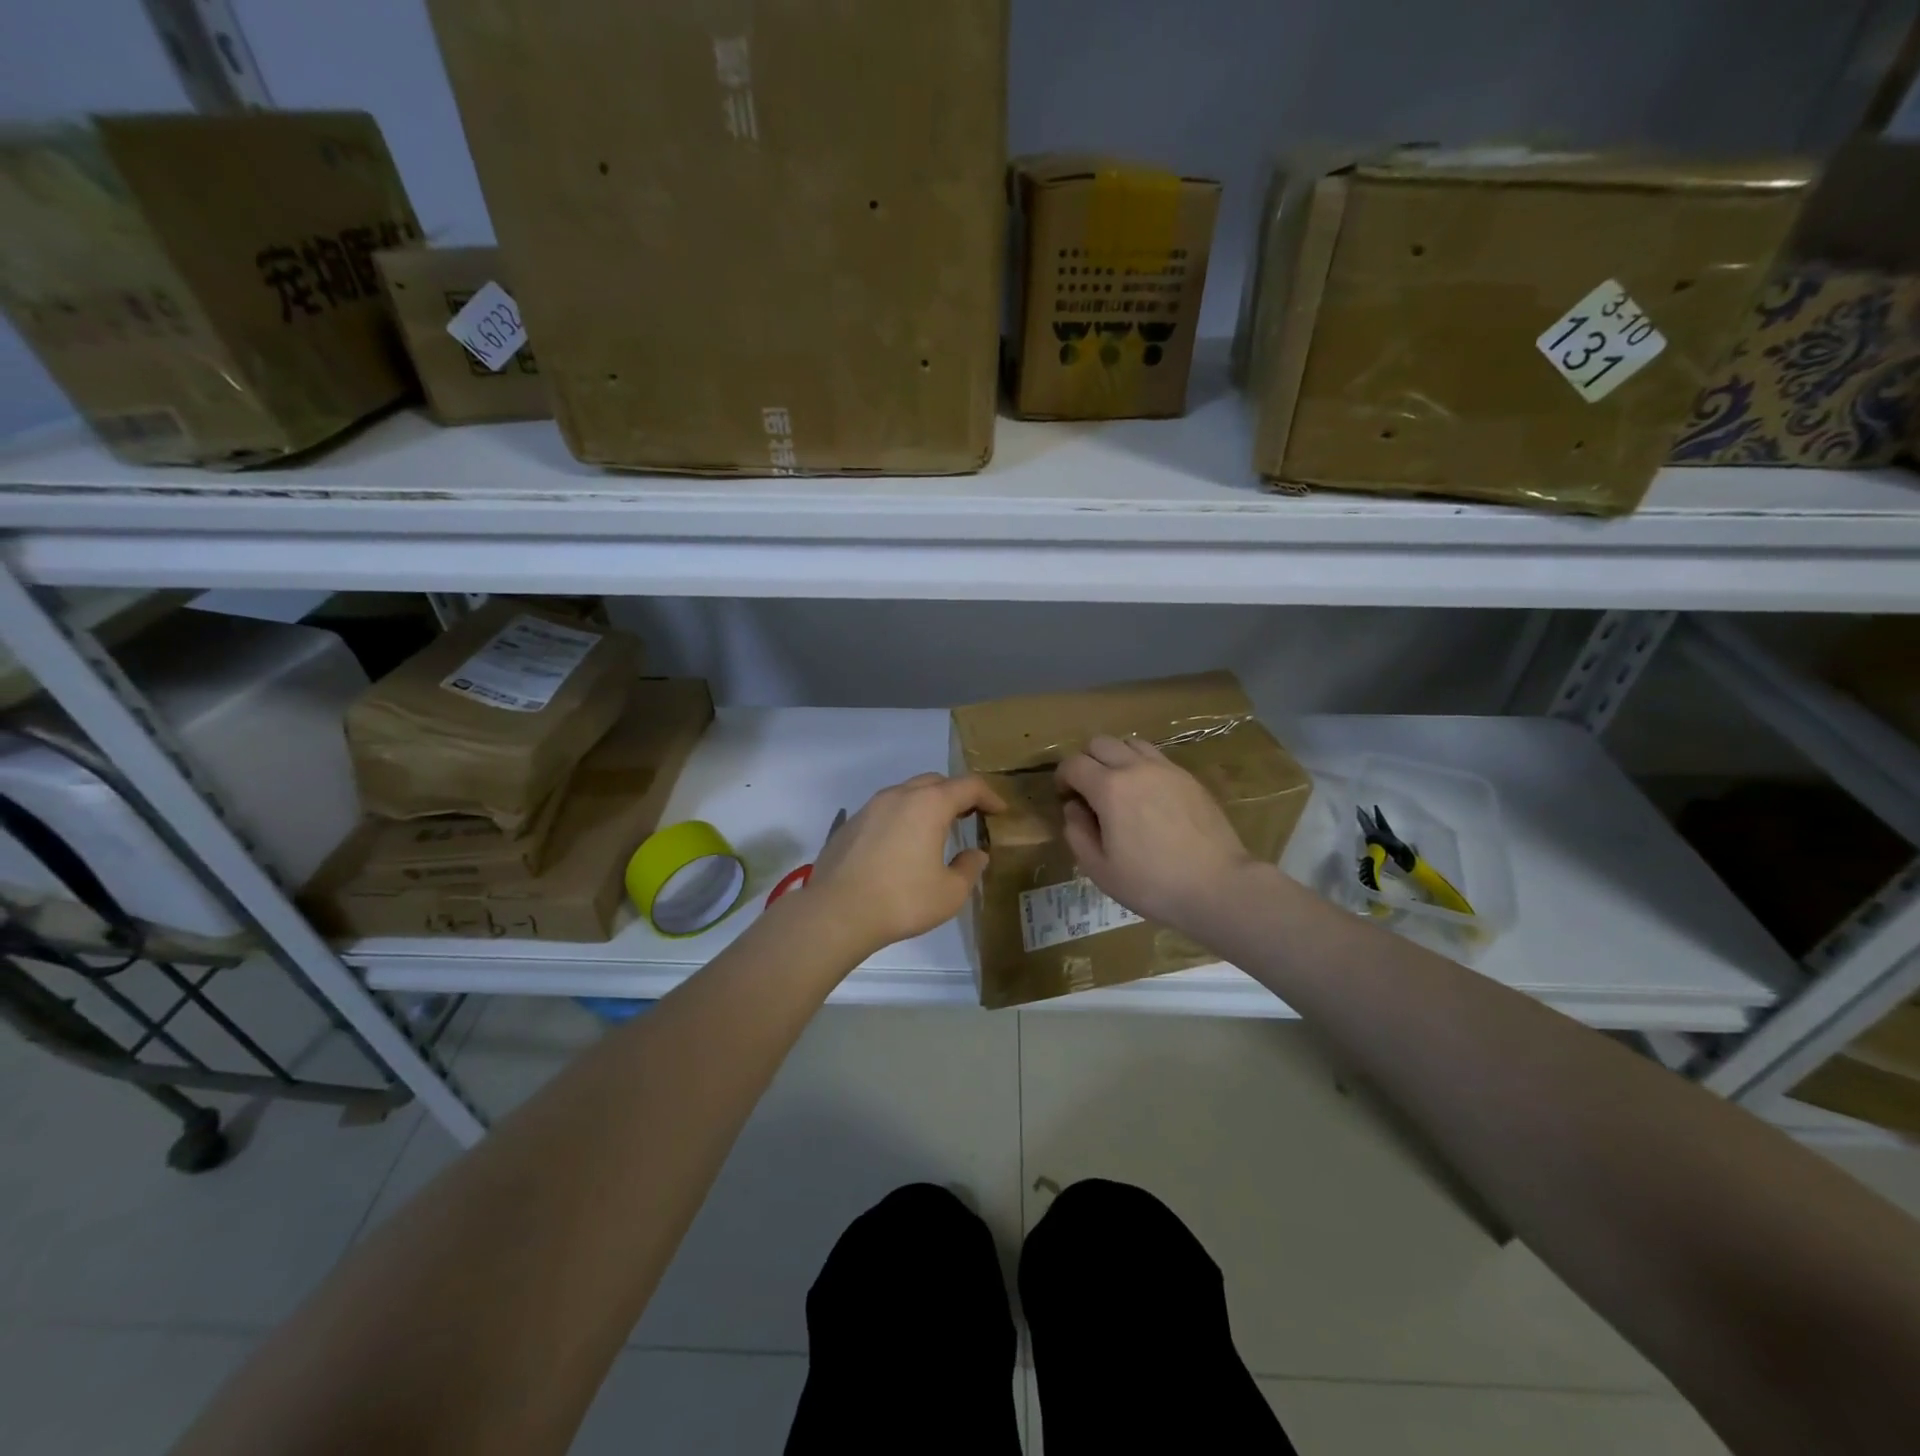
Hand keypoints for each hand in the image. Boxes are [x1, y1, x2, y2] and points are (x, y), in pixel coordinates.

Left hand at [806, 772, 1006, 956]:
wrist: (836, 912)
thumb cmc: (902, 900)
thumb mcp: (950, 892)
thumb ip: (969, 868)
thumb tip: (976, 854)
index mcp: (929, 804)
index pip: (968, 786)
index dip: (989, 796)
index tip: (1000, 811)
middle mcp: (899, 795)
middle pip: (935, 782)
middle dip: (957, 794)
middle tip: (971, 816)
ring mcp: (870, 807)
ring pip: (907, 793)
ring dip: (927, 804)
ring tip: (937, 829)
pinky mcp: (850, 824)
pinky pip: (885, 810)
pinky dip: (903, 817)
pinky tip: (902, 845)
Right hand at [1056, 735, 1254, 934]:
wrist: (1217, 886)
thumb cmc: (1152, 883)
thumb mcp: (1100, 869)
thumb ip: (1077, 833)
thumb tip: (1074, 808)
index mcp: (1109, 788)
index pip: (1073, 763)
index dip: (1062, 778)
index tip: (1065, 797)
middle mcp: (1136, 768)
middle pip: (1100, 743)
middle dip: (1086, 761)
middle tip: (1088, 791)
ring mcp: (1166, 769)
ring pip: (1130, 743)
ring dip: (1115, 758)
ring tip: (1119, 787)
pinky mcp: (1188, 777)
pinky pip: (1156, 757)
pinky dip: (1141, 766)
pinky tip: (1147, 796)